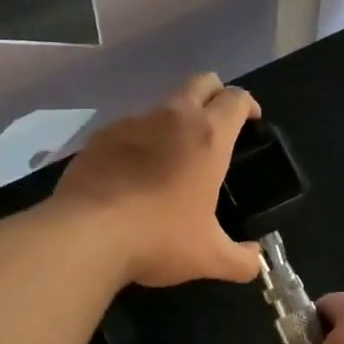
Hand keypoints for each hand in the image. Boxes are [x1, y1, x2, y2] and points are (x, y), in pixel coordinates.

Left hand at [53, 73, 262, 287]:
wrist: (86, 234)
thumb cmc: (158, 238)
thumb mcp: (209, 257)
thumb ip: (241, 260)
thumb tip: (256, 261)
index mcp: (208, 137)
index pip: (236, 99)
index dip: (249, 106)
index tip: (252, 123)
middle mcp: (171, 117)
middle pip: (201, 82)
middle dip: (215, 95)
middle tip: (217, 126)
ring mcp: (132, 122)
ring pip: (162, 105)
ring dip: (174, 121)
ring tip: (171, 158)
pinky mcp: (100, 136)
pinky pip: (128, 129)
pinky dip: (139, 142)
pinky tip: (132, 174)